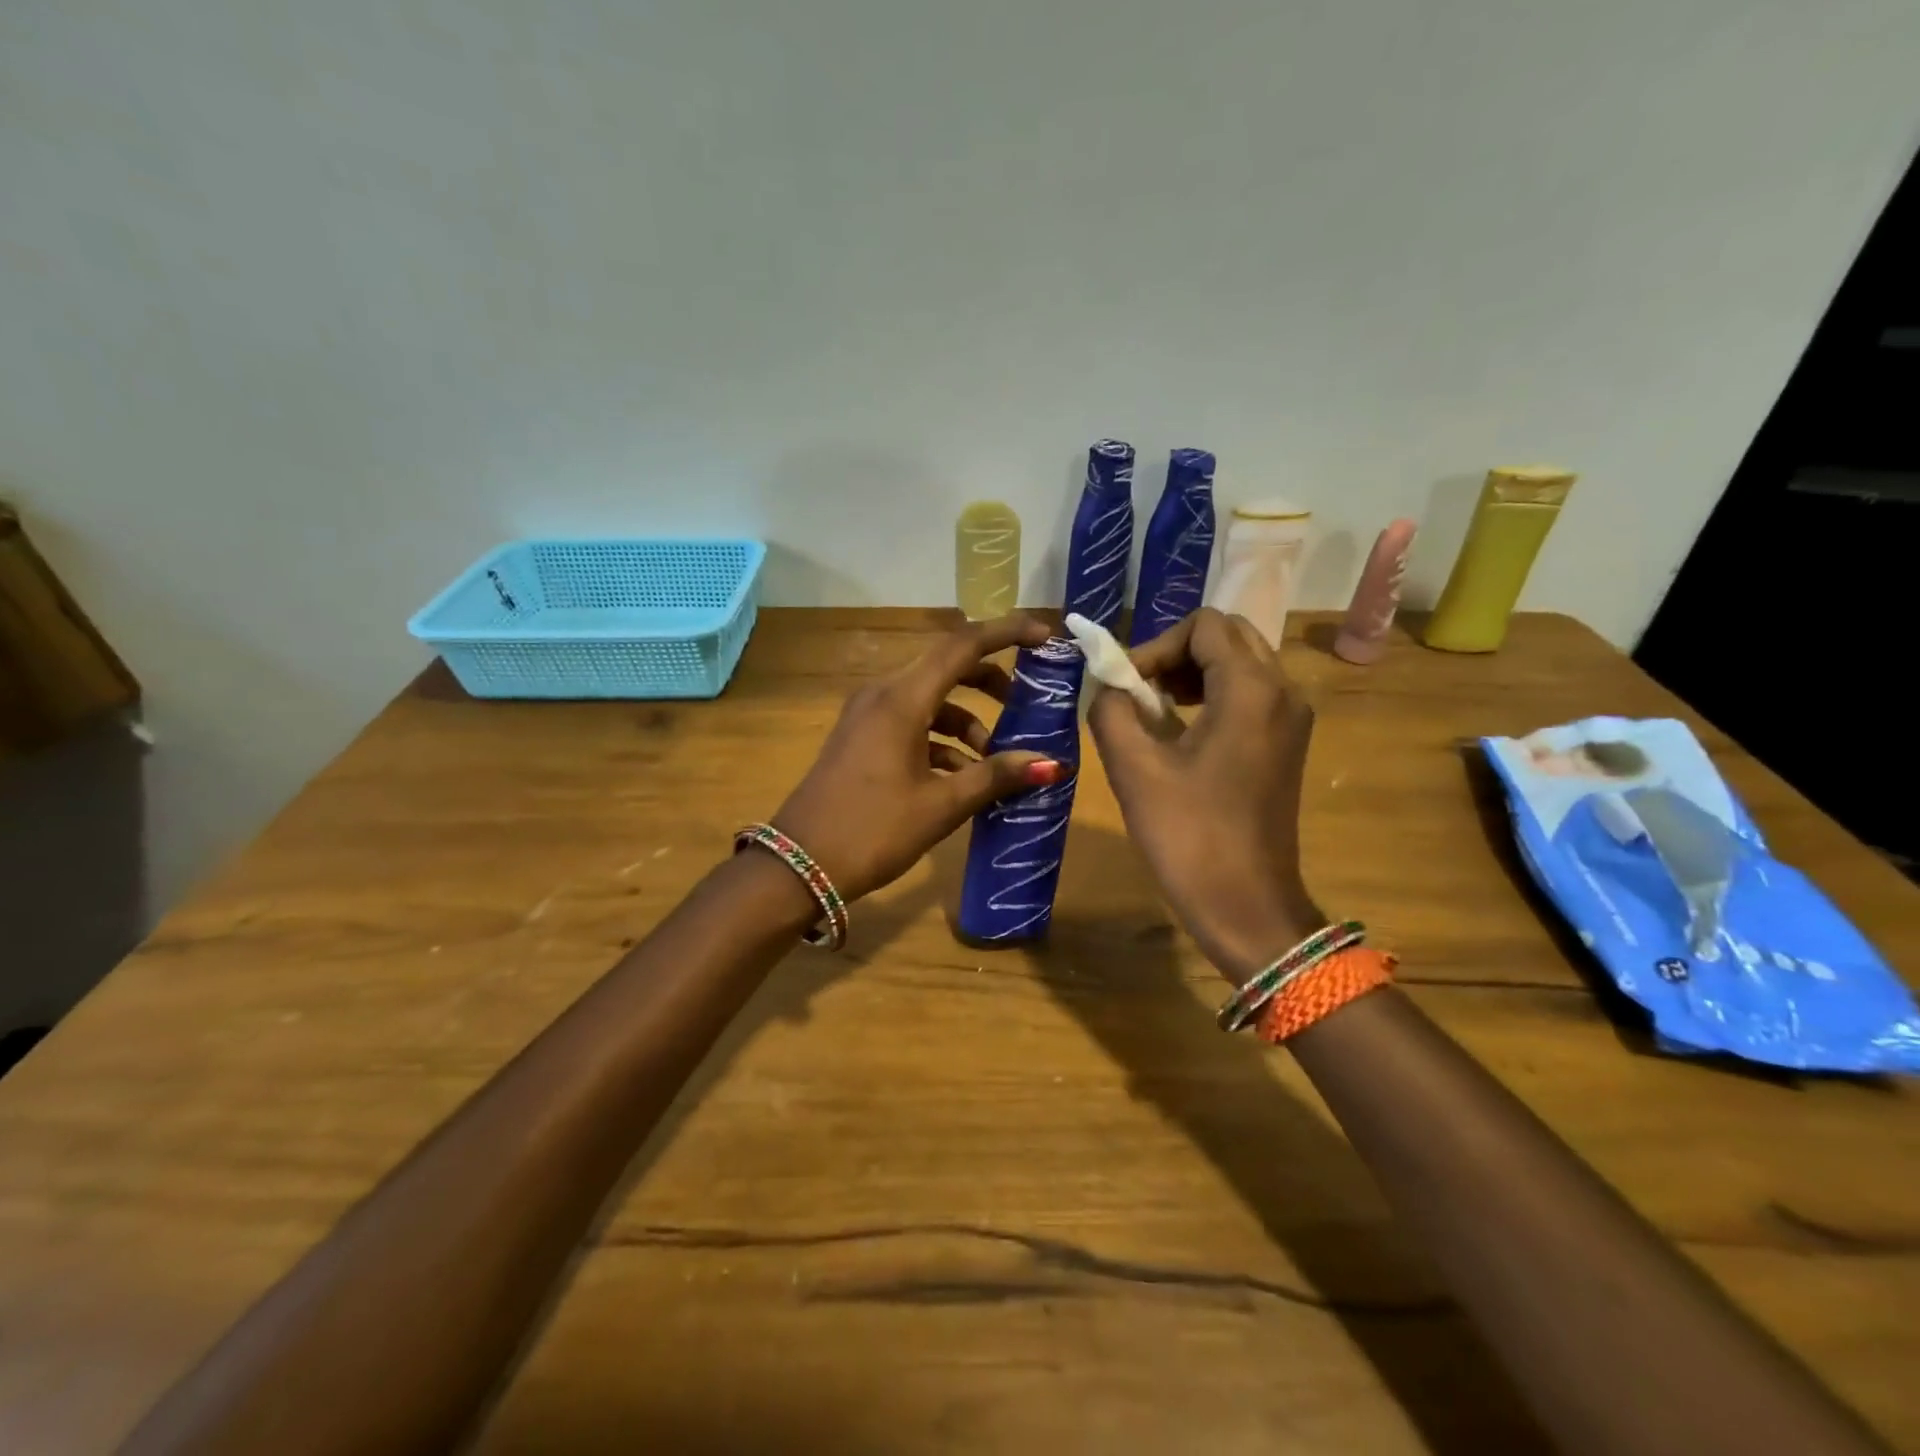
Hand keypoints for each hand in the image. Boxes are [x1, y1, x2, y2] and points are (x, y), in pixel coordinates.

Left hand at [773, 613, 1073, 901]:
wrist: (798, 867)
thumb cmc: (873, 831)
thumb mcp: (941, 805)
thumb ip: (996, 776)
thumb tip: (1052, 764)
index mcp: (901, 699)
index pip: (963, 646)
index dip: (1007, 633)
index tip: (1044, 635)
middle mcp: (882, 695)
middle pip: (947, 668)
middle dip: (990, 682)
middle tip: (1028, 703)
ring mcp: (867, 716)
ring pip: (930, 700)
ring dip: (968, 721)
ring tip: (997, 762)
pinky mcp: (861, 739)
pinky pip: (911, 723)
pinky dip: (942, 740)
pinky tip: (963, 777)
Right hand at [1088, 608, 1323, 983]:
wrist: (1247, 907)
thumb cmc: (1189, 836)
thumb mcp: (1134, 768)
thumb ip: (1112, 709)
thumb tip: (1109, 686)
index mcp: (1251, 688)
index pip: (1203, 626)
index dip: (1155, 646)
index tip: (1126, 688)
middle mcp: (1283, 691)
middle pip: (1228, 637)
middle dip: (1177, 653)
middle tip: (1139, 691)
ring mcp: (1291, 719)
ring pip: (1241, 664)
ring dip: (1194, 673)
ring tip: (1155, 712)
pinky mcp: (1287, 745)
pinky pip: (1250, 695)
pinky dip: (1213, 696)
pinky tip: (1182, 734)